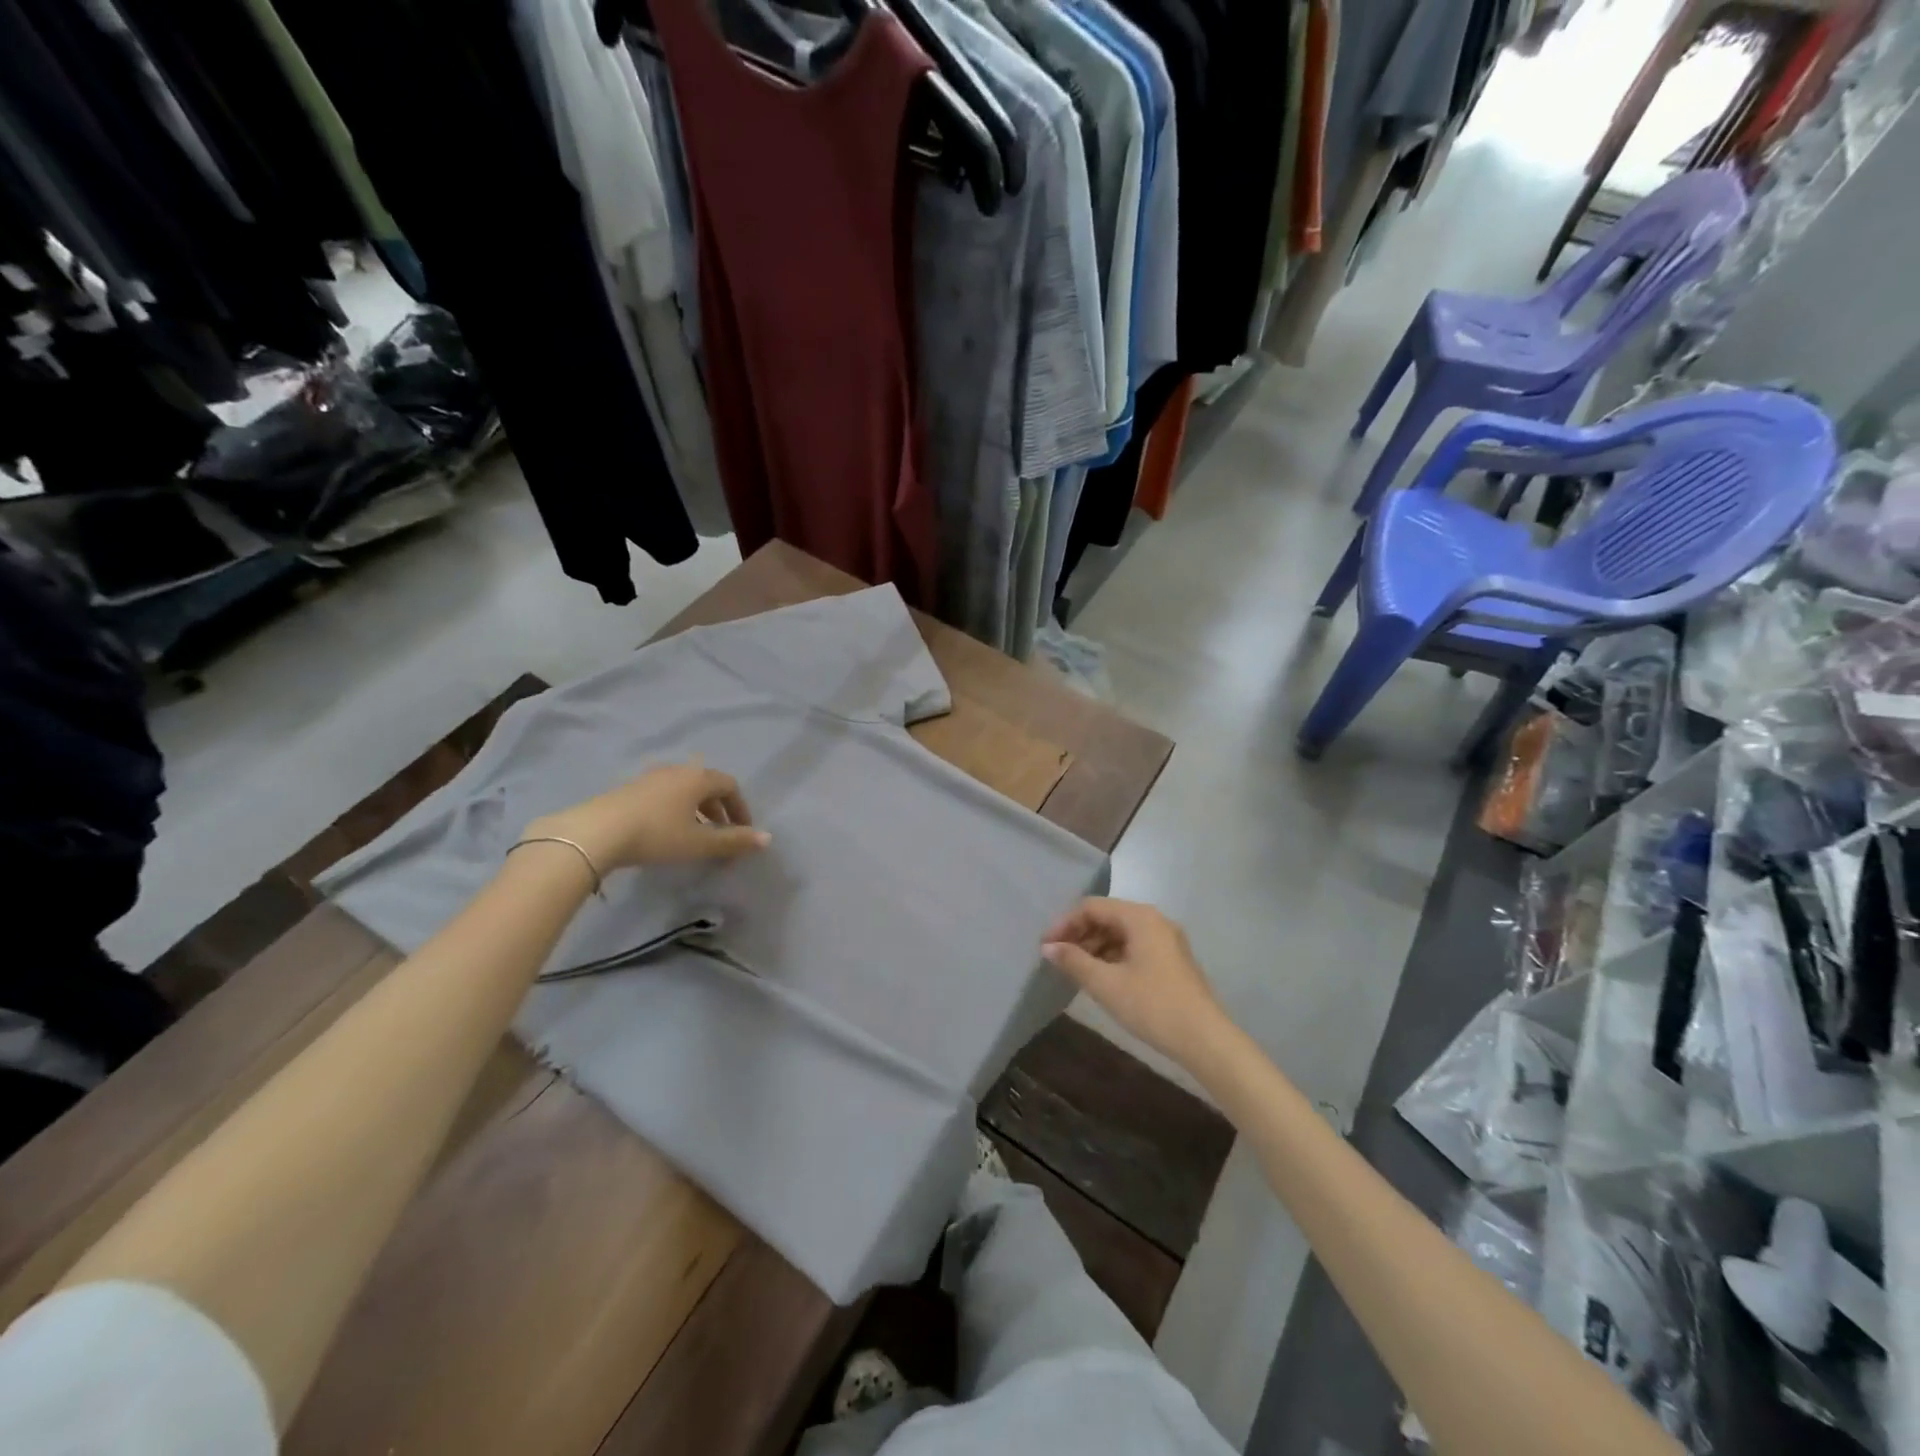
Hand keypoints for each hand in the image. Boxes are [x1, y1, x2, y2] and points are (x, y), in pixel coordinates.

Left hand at [526, 761, 769, 872]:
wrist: (595, 833)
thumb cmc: (657, 834)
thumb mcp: (699, 843)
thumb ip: (733, 841)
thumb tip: (766, 838)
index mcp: (697, 778)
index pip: (730, 785)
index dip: (740, 807)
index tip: (743, 830)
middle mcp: (676, 771)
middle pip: (706, 785)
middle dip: (718, 809)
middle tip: (721, 833)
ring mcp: (649, 778)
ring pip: (683, 790)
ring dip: (695, 810)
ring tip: (694, 834)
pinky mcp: (628, 790)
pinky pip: (662, 795)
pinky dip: (674, 810)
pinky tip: (664, 831)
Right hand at [1042, 899, 1230, 1067]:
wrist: (1205, 1040)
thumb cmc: (1153, 1006)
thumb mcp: (1106, 984)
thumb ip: (1074, 961)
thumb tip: (1048, 947)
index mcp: (1140, 917)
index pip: (1092, 907)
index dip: (1065, 923)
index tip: (1045, 946)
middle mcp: (1154, 920)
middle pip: (1107, 916)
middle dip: (1079, 934)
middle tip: (1057, 959)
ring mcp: (1166, 940)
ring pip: (1120, 933)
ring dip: (1095, 947)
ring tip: (1075, 970)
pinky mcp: (1171, 959)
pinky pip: (1134, 946)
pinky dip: (1112, 956)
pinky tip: (1101, 977)